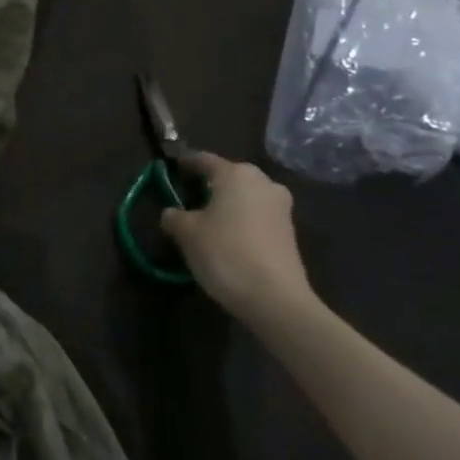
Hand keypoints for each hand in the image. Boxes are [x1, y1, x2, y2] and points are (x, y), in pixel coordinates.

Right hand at [161, 153, 313, 325]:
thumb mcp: (186, 233)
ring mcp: (280, 207)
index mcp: (235, 174)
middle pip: (228, 176)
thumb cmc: (225, 253)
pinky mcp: (289, 231)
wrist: (276, 300)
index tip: (170, 170)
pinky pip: (256, 215)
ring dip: (226, 203)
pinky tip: (226, 237)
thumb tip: (172, 213)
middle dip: (208, 184)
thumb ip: (174, 216)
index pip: (203, 159)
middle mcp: (262, 182)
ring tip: (205, 219)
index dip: (184, 164)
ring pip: (245, 196)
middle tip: (187, 196)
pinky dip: (240, 219)